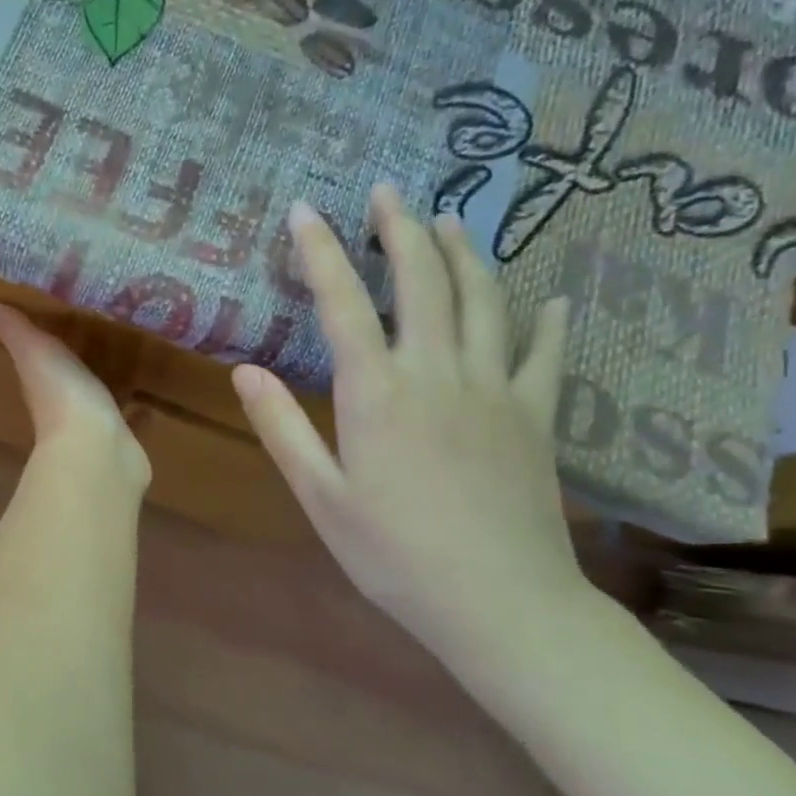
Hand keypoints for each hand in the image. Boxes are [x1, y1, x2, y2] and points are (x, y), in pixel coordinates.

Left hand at [0, 303, 150, 489]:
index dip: (38, 346)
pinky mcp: (121, 441)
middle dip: (77, 365)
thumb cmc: (63, 396)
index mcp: (39, 384)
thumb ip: (11, 330)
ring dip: (107, 387)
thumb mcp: (34, 352)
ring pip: (98, 401)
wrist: (97, 452)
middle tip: (97, 339)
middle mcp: (62, 407)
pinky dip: (136, 413)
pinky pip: (128, 422)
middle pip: (67, 381)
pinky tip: (149, 404)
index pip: (35, 362)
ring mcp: (93, 427)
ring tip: (126, 364)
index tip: (51, 324)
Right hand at [232, 187, 584, 650]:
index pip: (341, 303)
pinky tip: (551, 300)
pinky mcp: (536, 415)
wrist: (499, 604)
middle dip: (400, 229)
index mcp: (377, 392)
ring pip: (485, 300)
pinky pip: (545, 355)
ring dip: (464, 253)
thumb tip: (244, 370)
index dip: (321, 251)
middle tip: (386, 192)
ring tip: (449, 221)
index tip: (305, 210)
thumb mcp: (320, 495)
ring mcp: (494, 389)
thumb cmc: (393, 554)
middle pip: (422, 280)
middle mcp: (437, 372)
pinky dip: (547, 321)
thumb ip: (282, 426)